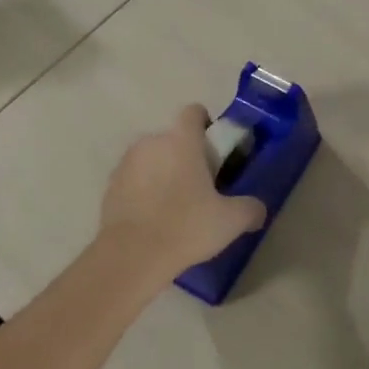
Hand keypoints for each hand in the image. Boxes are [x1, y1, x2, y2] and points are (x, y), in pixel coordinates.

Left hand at [99, 105, 267, 280]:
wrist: (131, 257)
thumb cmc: (186, 227)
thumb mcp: (231, 221)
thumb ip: (251, 209)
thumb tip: (258, 210)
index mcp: (181, 140)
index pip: (194, 112)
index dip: (206, 125)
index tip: (214, 152)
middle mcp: (151, 142)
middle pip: (173, 138)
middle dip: (185, 155)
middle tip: (200, 186)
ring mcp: (126, 164)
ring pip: (151, 159)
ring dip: (163, 173)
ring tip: (175, 206)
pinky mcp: (110, 187)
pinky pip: (134, 180)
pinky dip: (144, 191)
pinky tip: (153, 219)